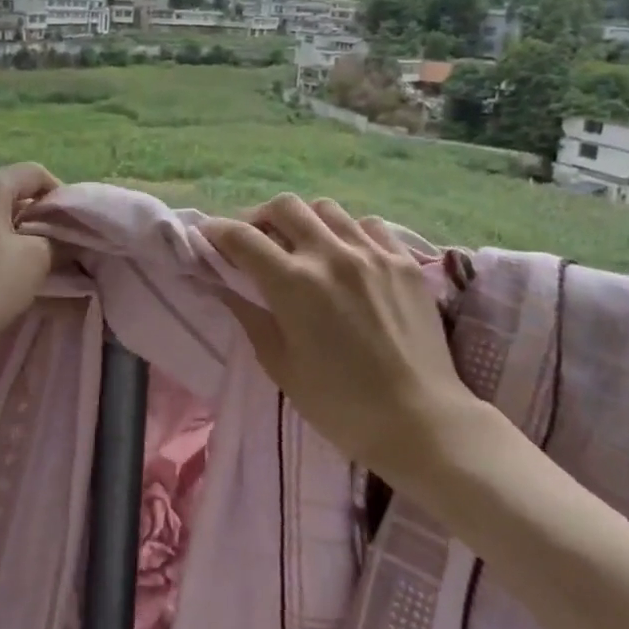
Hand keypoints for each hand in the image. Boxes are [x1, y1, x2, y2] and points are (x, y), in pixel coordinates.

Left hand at [0, 163, 60, 365]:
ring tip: (31, 261)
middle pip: (10, 191)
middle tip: (57, 244)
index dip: (60, 194)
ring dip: (14, 231)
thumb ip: (56, 239)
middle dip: (37, 215)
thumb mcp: (36, 260)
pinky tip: (0, 271)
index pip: (34, 173)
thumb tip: (61, 238)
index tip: (72, 224)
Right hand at [202, 194, 491, 491]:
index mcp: (294, 283)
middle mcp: (331, 255)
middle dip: (259, 216)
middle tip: (254, 239)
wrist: (421, 422)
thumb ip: (250, 316)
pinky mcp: (403, 261)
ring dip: (304, 221)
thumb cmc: (340, 405)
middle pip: (283, 206)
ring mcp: (372, 253)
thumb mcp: (281, 366)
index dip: (217, 231)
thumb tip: (225, 286)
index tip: (207, 236)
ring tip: (302, 245)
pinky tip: (347, 255)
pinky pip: (368, 225)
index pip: (242, 237)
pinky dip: (347, 231)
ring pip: (326, 208)